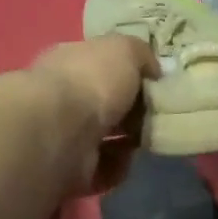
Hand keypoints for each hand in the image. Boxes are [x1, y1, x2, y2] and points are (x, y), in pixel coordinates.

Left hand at [27, 35, 157, 194]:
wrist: (62, 131)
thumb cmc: (92, 81)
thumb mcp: (124, 50)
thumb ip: (141, 54)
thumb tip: (153, 69)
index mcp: (70, 62)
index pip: (100, 65)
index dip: (128, 73)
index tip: (154, 84)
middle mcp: (63, 97)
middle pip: (106, 104)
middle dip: (133, 112)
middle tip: (155, 115)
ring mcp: (64, 135)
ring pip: (106, 139)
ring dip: (129, 142)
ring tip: (146, 139)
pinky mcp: (70, 168)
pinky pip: (104, 168)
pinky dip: (118, 166)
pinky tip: (126, 158)